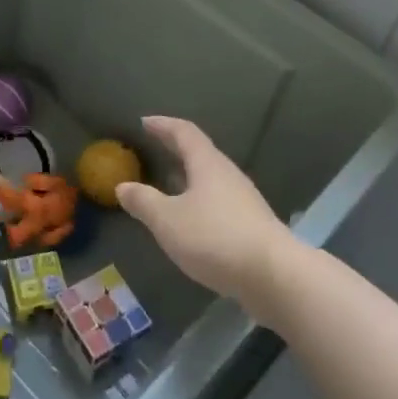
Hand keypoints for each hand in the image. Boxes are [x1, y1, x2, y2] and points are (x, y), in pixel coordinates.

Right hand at [118, 116, 296, 318]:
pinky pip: (218, 203)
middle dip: (175, 149)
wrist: (274, 277)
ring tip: (167, 184)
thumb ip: (143, 201)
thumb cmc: (215, 238)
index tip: (144, 121)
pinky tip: (189, 220)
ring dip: (188, 177)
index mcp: (208, 164)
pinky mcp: (251, 226)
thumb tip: (123, 186)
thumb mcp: (167, 220)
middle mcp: (228, 176)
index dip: (163, 125)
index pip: (184, 132)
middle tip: (153, 148)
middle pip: (200, 154)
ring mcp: (244, 201)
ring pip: (210, 180)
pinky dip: (198, 201)